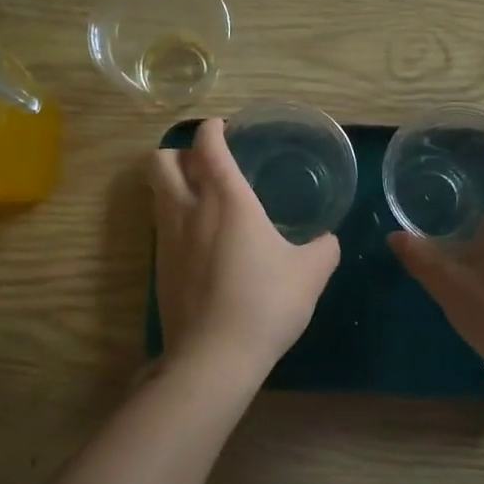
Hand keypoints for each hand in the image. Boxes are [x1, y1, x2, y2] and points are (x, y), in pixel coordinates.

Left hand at [148, 118, 340, 378]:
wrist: (214, 356)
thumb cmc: (266, 303)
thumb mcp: (311, 274)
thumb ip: (323, 249)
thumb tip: (327, 241)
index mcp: (226, 200)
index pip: (207, 146)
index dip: (212, 129)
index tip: (222, 127)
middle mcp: (188, 210)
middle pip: (160, 160)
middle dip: (178, 152)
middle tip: (205, 164)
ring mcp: (167, 239)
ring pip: (155, 192)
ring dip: (173, 184)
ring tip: (202, 198)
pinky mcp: (159, 267)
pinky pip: (161, 226)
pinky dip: (174, 218)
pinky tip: (200, 241)